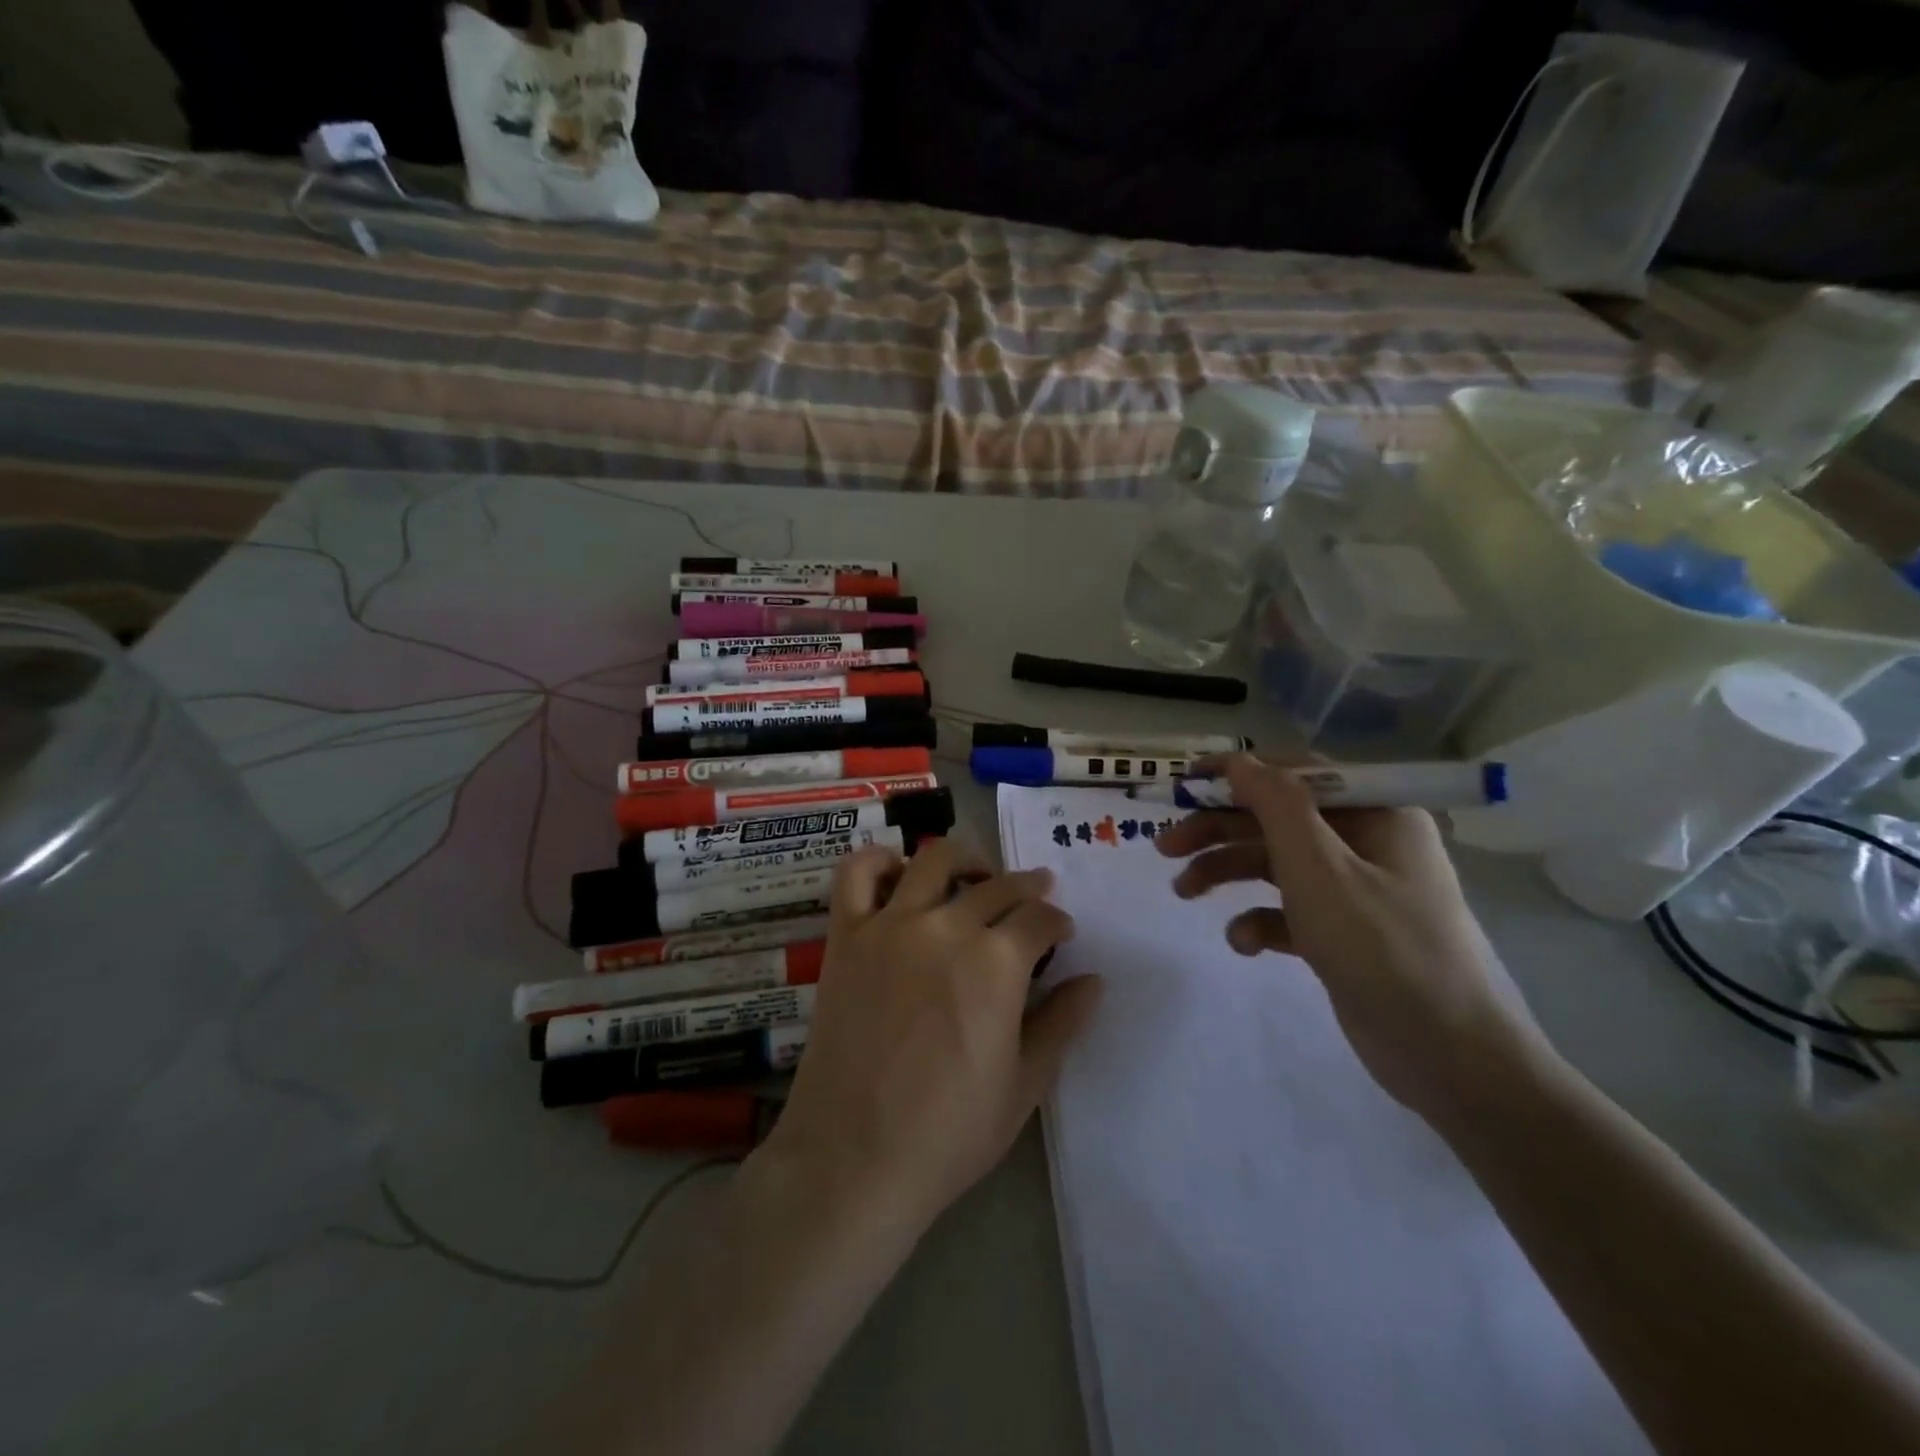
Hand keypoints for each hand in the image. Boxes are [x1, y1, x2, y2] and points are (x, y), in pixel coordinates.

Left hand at [755, 839, 1102, 1233]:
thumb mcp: (1024, 1084)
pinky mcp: (846, 935)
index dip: (1058, 922)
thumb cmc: (949, 1133)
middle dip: (1026, 888)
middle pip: (996, 885)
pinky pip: (857, 873)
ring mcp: (890, 925)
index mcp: (996, 963)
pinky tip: (899, 873)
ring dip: (965, 861)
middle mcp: (945, 927)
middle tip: (1033, 900)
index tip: (1061, 933)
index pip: (1040, 917)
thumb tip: (1092, 980)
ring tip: (975, 877)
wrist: (854, 1160)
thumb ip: (1061, 1022)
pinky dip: (880, 861)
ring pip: (934, 860)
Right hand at [1156, 754, 1548, 1122]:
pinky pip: (1288, 910)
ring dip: (1226, 873)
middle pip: (1276, 820)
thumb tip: (1239, 760)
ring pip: (1275, 864)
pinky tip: (1242, 942)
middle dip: (1218, 831)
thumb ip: (1275, 805)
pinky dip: (1259, 919)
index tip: (1184, 784)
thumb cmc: (1383, 947)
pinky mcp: (1342, 932)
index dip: (1236, 773)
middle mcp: (1366, 842)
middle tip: (1165, 848)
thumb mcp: (1320, 868)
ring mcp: (1355, 889)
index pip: (1294, 774)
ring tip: (1182, 893)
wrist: (1451, 1058)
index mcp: (1375, 813)